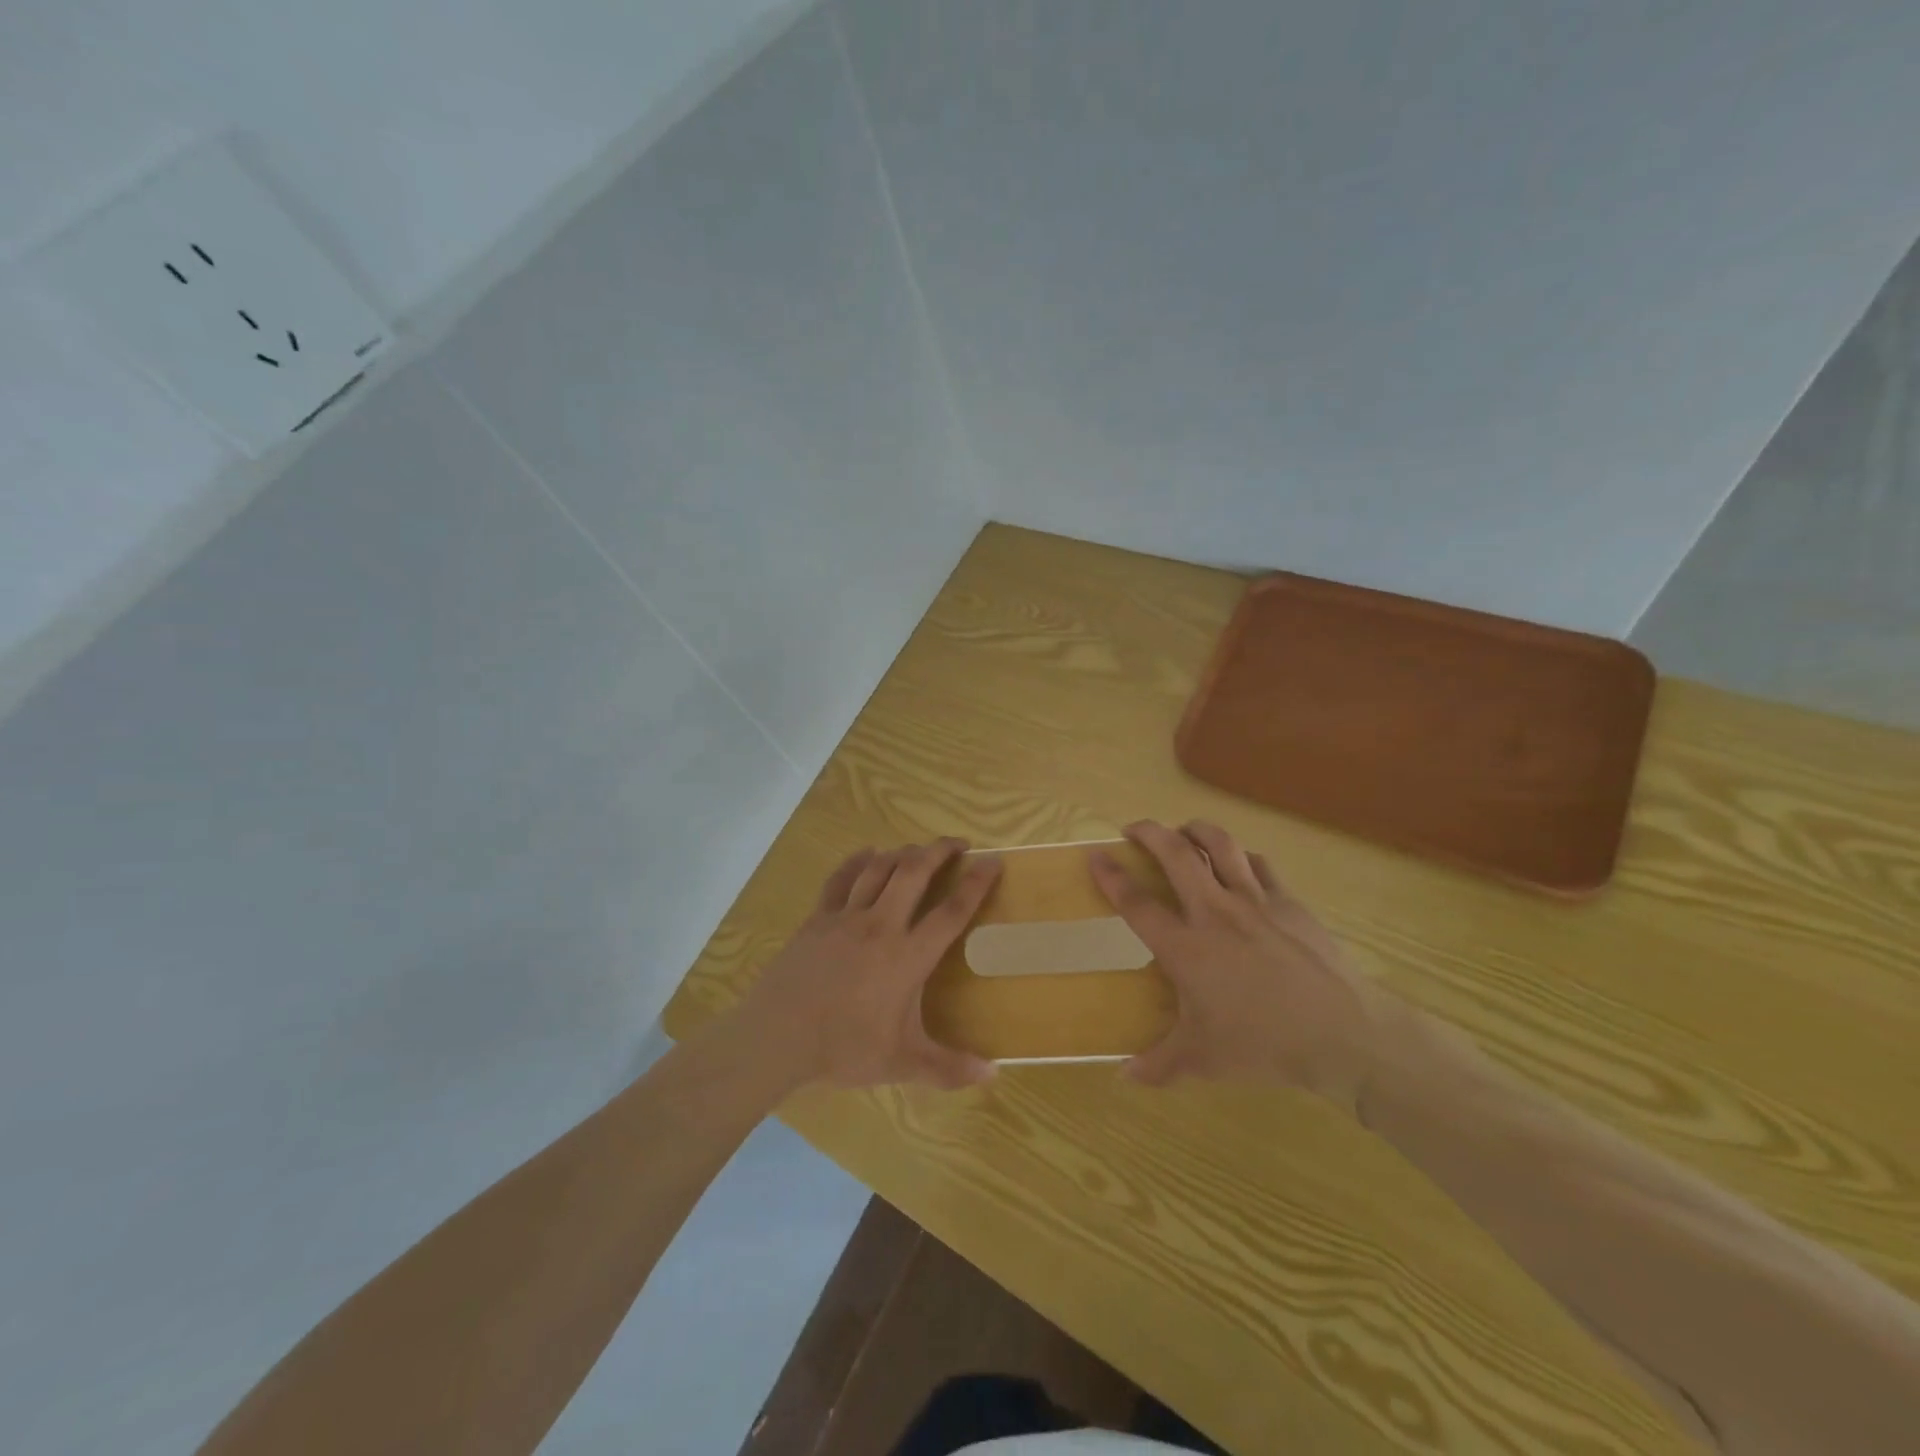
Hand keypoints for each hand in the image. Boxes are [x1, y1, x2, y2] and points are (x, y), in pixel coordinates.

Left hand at [731, 839, 1001, 1089]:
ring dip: (903, 853)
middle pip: (915, 872)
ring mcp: (846, 917)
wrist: (778, 1036)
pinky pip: (841, 878)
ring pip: (879, 868)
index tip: (994, 861)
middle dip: (939, 851)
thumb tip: (993, 1075)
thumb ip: (949, 1068)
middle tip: (958, 844)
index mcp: (908, 956)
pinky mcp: (818, 918)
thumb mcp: (901, 1063)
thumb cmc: (844, 1048)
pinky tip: (868, 853)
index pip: (951, 911)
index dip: (976, 884)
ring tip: (918, 850)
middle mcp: (881, 925)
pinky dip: (857, 860)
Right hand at [1090, 821, 1396, 1109]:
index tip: (1094, 855)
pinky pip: (1260, 865)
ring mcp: (1255, 902)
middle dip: (1149, 832)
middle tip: (1134, 829)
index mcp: (1186, 947)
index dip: (1111, 876)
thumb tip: (1124, 1076)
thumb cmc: (1264, 1044)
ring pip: (1220, 846)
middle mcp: (1215, 912)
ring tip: (1183, 830)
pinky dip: (1242, 857)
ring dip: (1195, 830)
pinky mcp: (1289, 902)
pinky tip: (1239, 863)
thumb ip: (1159, 1065)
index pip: (1136, 903)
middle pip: (1176, 854)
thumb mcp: (1203, 1061)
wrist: (1343, 1033)